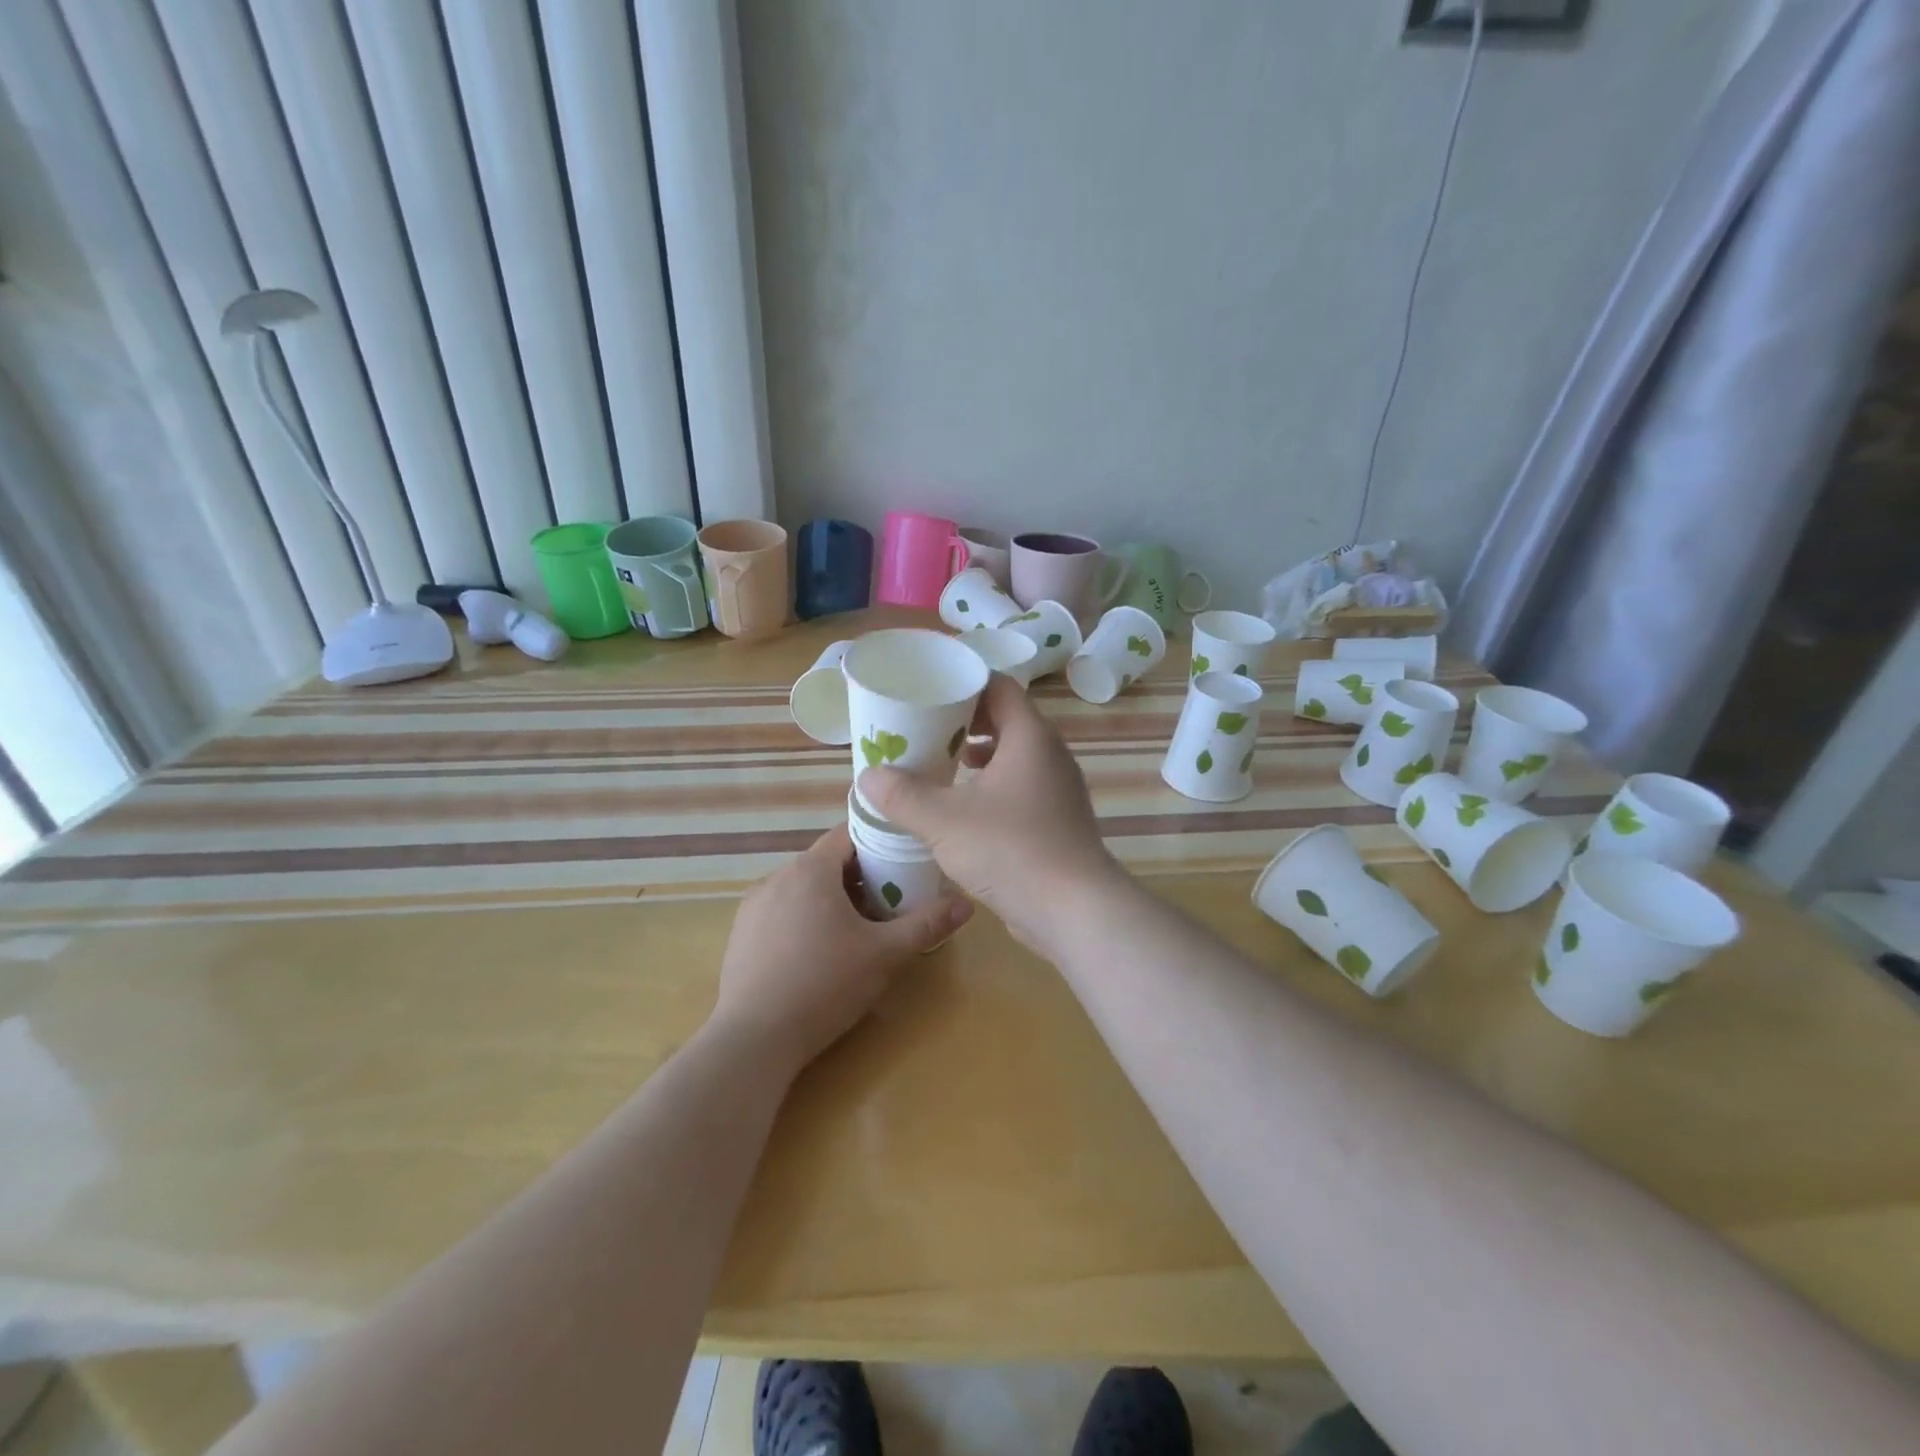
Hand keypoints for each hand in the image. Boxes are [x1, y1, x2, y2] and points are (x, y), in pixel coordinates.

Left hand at [714, 823, 971, 1071]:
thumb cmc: (825, 985)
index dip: (879, 842)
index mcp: (811, 870)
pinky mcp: (742, 933)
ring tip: (858, 931)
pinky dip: (805, 918)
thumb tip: (966, 903)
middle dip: (860, 877)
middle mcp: (777, 876)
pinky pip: (782, 910)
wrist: (754, 1039)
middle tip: (890, 903)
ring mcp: (754, 905)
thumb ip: (926, 925)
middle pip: (827, 862)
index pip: (849, 834)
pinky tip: (819, 954)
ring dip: (832, 899)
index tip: (904, 861)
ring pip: (803, 887)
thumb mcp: (885, 955)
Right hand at [857, 676, 1126, 953]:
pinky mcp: (1059, 821)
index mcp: (1030, 737)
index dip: (964, 685)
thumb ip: (902, 796)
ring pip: (1015, 757)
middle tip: (926, 732)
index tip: (929, 695)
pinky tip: (966, 811)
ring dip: (980, 757)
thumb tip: (867, 777)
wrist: (1074, 910)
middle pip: (1007, 720)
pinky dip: (993, 788)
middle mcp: (1050, 755)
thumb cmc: (1010, 849)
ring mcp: (1059, 790)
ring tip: (943, 767)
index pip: (999, 687)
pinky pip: (1022, 788)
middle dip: (965, 723)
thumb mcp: (944, 820)